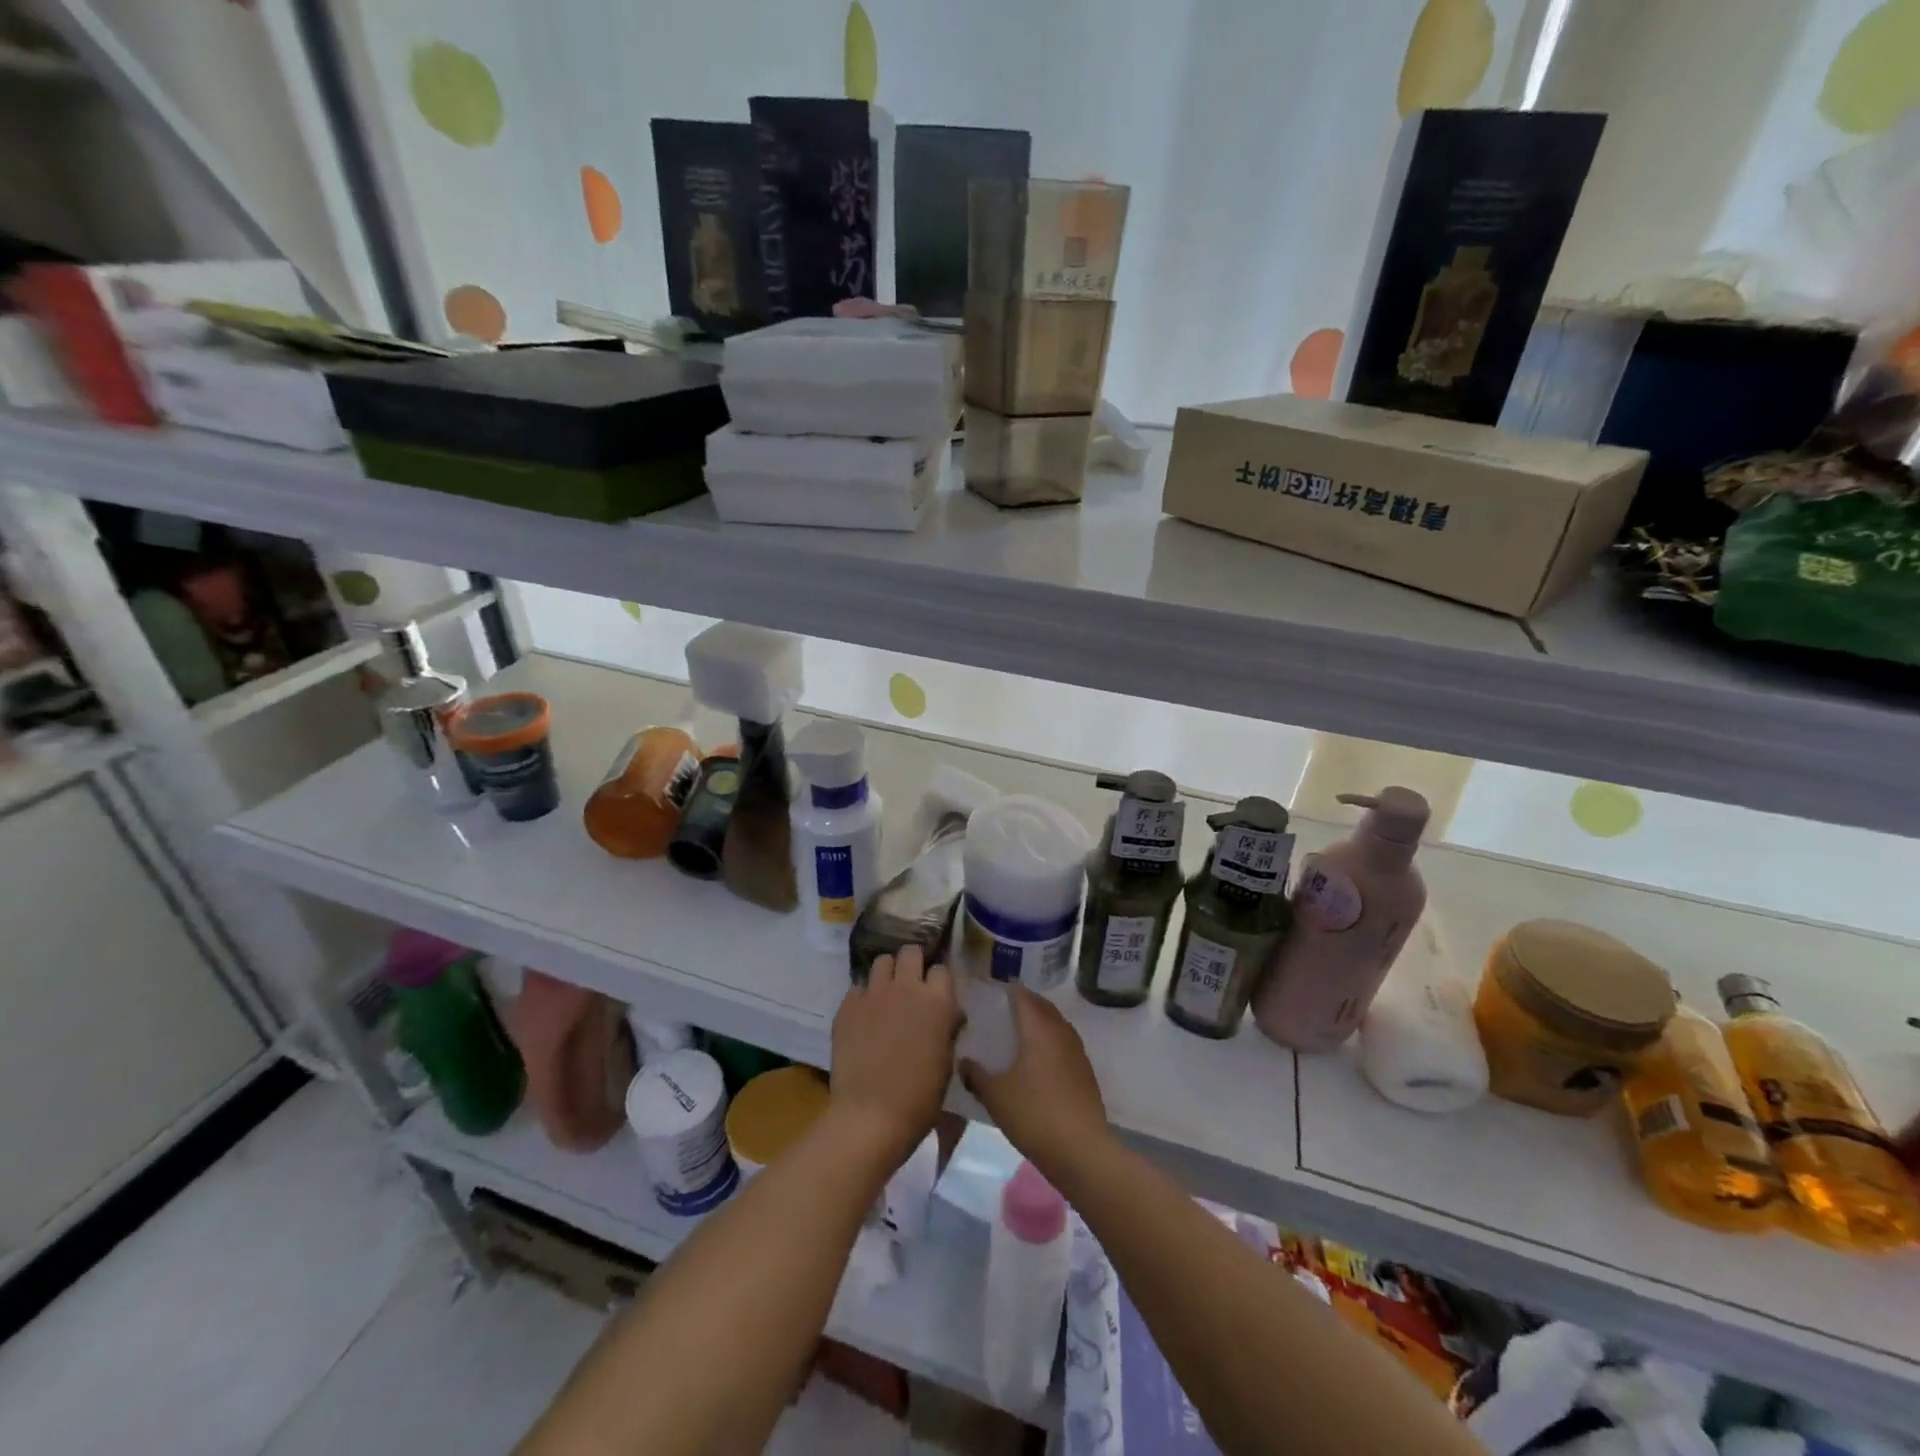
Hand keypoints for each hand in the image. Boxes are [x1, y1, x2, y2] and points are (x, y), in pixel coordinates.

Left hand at [829, 945, 960, 1162]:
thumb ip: (947, 1028)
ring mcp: (873, 994)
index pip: (942, 969)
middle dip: (913, 963)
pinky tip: (864, 1018)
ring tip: (887, 995)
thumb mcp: (947, 1061)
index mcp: (937, 1001)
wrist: (871, 1116)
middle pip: (911, 952)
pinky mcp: (847, 1006)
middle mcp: (906, 987)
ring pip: (882, 962)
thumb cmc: (920, 1096)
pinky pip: (858, 988)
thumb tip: (949, 1014)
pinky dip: (864, 998)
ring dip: (888, 975)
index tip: (937, 994)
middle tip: (912, 985)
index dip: (939, 981)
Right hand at [960, 986, 1112, 1178]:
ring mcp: (1077, 1051)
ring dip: (1039, 1022)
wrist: (1081, 1150)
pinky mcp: (1085, 1072)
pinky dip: (1050, 1042)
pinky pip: (1064, 1044)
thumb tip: (963, 1061)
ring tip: (1019, 1033)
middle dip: (1025, 1003)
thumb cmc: (1034, 1114)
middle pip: (1042, 1006)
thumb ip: (976, 1075)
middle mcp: (1060, 1032)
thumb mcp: (995, 1096)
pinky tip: (1038, 1061)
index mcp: (1038, 1028)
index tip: (992, 991)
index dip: (1008, 991)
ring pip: (1056, 1024)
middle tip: (1003, 1010)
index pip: (1022, 996)